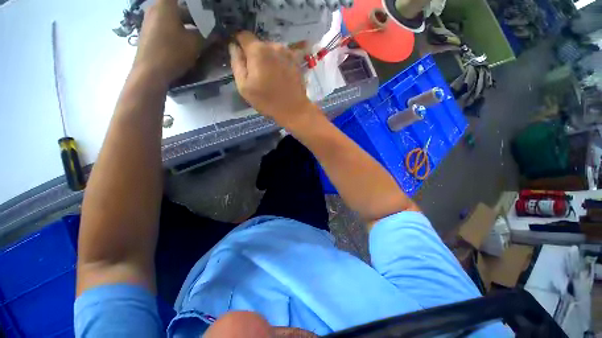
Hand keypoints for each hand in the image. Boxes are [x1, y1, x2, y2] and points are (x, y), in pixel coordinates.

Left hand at [133, 0, 201, 85]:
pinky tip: (186, 42)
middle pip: (177, 6)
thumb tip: (217, 33)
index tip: (205, 10)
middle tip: (207, 24)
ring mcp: (150, 21)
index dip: (195, 4)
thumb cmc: (172, 52)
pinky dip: (178, 30)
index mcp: (165, 5)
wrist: (150, 72)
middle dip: (193, 14)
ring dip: (186, 24)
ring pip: (172, 17)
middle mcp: (155, 9)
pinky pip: (166, 26)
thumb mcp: (194, 43)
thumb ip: (207, 35)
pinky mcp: (149, 34)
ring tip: (199, 34)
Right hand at [229, 32, 314, 127]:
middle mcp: (273, 45)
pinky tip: (280, 75)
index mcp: (258, 51)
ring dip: (268, 58)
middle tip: (258, 74)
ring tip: (271, 76)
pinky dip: (279, 62)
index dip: (239, 44)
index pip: (243, 36)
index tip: (241, 58)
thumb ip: (236, 64)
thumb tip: (234, 47)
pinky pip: (282, 56)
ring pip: (271, 50)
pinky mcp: (296, 60)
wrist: (294, 109)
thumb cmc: (267, 101)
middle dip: (255, 55)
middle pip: (258, 44)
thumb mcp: (244, 87)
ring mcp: (287, 52)